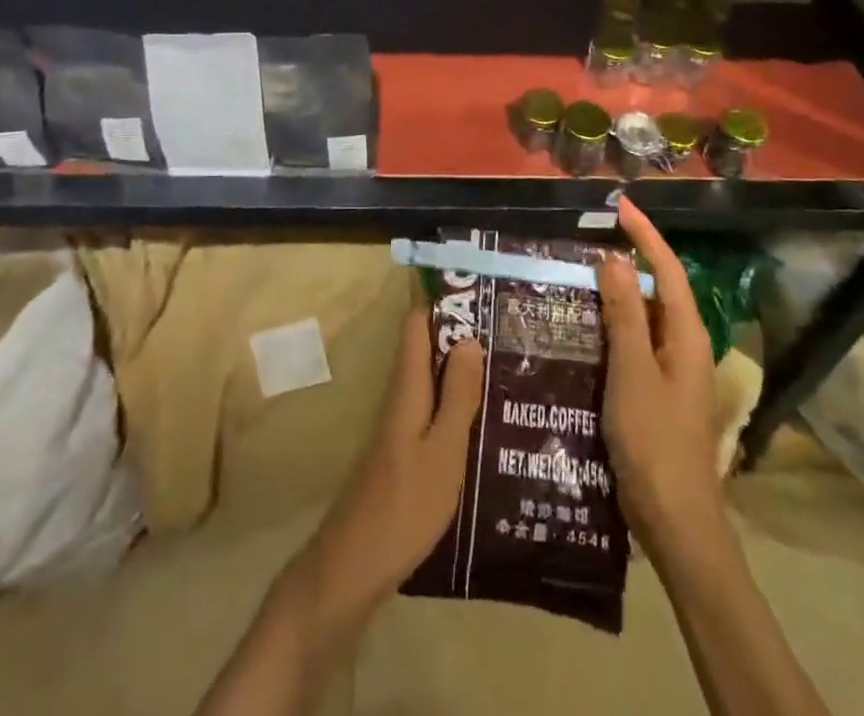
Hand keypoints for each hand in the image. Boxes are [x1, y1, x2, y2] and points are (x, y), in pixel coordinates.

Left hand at [302, 306, 485, 616]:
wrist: (354, 567)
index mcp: (407, 387)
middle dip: (462, 337)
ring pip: (431, 380)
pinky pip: (431, 409)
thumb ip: (457, 396)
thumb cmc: (405, 505)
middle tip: (509, 334)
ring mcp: (399, 426)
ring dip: (461, 371)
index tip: (481, 296)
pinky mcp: (403, 452)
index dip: (443, 303)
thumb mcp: (444, 450)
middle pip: (426, 349)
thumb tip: (469, 337)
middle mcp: (400, 397)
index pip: (416, 323)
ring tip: (507, 370)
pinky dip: (455, 404)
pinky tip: (484, 422)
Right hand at [597, 196, 727, 560]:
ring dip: (619, 294)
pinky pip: (637, 344)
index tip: (621, 205)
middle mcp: (685, 347)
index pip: (668, 270)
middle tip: (591, 238)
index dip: (646, 236)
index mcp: (687, 337)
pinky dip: (615, 326)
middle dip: (631, 260)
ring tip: (582, 274)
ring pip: (646, 318)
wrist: (676, 523)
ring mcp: (674, 373)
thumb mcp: (633, 373)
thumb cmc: (655, 442)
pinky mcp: (659, 393)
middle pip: (660, 290)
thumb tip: (616, 260)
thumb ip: (625, 316)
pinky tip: (587, 328)